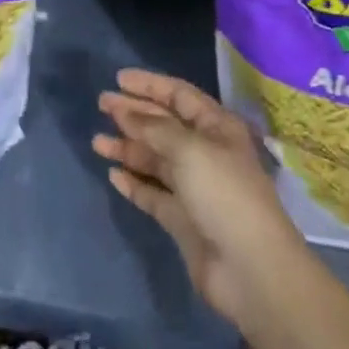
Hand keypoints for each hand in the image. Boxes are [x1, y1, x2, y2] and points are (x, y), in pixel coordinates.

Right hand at [92, 68, 308, 327]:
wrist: (251, 269)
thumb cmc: (224, 194)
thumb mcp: (189, 149)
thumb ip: (154, 128)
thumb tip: (125, 112)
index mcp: (216, 128)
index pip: (179, 95)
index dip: (149, 85)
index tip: (118, 79)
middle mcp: (205, 153)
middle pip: (164, 125)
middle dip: (133, 113)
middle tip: (101, 104)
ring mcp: (194, 188)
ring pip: (155, 160)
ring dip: (128, 148)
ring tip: (97, 142)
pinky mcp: (183, 220)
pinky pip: (153, 193)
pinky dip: (134, 183)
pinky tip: (113, 175)